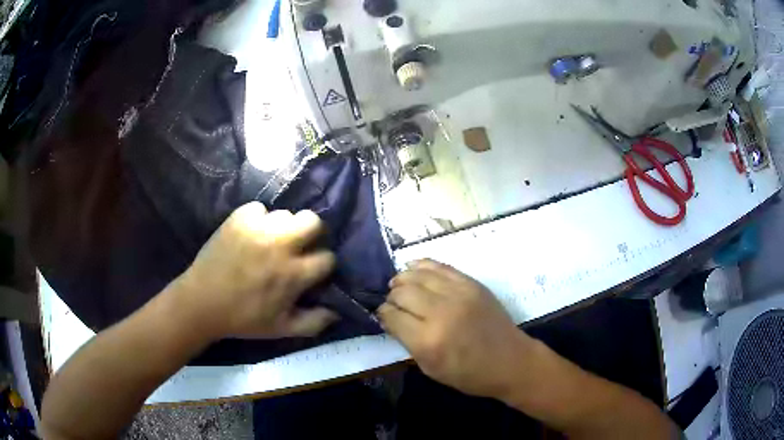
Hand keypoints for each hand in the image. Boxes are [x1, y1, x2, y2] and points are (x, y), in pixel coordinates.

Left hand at [171, 202, 337, 340]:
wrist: (202, 302)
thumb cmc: (244, 319)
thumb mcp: (282, 329)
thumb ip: (314, 322)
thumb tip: (337, 311)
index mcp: (293, 274)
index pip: (327, 257)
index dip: (323, 264)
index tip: (312, 270)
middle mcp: (280, 245)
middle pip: (313, 221)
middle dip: (312, 233)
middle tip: (298, 246)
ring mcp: (257, 228)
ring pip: (286, 213)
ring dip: (283, 228)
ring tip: (271, 241)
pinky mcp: (238, 218)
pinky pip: (259, 208)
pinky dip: (258, 219)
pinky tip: (250, 235)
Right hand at [378, 259, 534, 398]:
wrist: (510, 361)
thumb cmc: (469, 374)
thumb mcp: (430, 368)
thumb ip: (407, 342)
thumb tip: (391, 318)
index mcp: (428, 341)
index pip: (392, 316)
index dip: (383, 314)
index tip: (384, 316)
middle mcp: (441, 312)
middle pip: (402, 292)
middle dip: (391, 297)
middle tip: (393, 304)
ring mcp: (458, 293)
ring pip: (417, 275)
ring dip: (403, 279)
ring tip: (399, 285)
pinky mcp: (471, 283)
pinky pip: (439, 266)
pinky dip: (422, 266)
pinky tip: (413, 269)